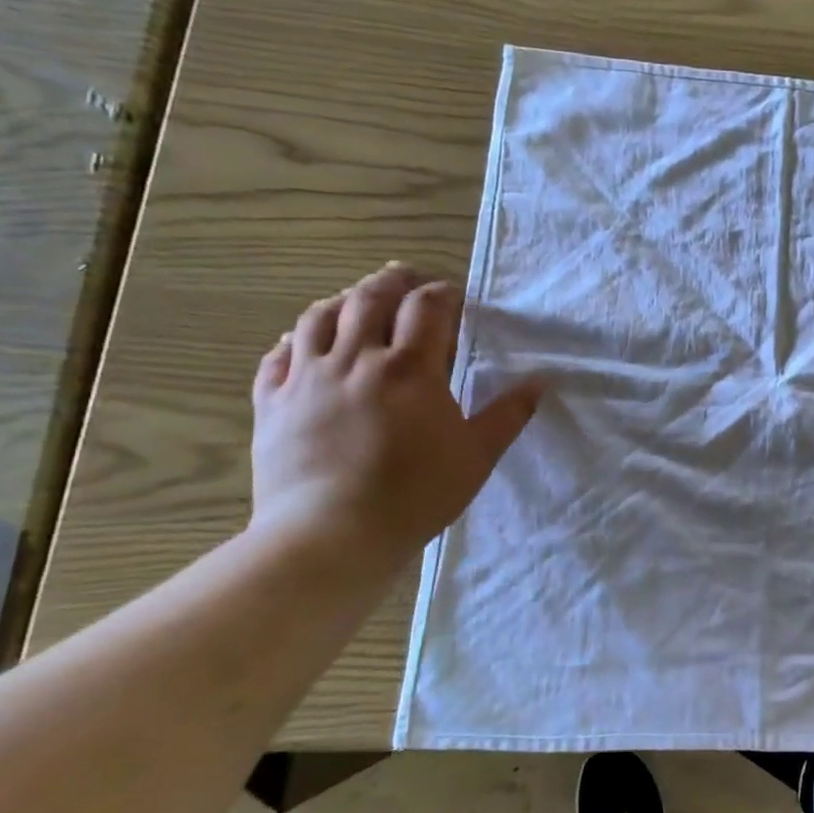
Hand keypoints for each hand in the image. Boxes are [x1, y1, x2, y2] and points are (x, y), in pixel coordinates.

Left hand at [249, 263, 540, 571]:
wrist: (330, 536)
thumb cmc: (416, 494)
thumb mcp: (477, 455)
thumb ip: (509, 413)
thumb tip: (541, 380)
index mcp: (409, 368)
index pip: (426, 308)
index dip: (442, 294)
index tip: (453, 295)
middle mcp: (355, 360)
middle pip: (369, 298)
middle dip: (391, 281)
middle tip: (406, 276)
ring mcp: (306, 379)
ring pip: (318, 318)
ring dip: (342, 299)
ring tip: (356, 298)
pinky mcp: (272, 403)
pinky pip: (277, 356)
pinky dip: (293, 340)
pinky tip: (301, 341)